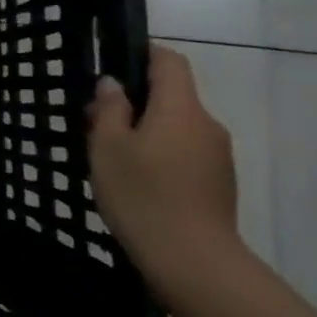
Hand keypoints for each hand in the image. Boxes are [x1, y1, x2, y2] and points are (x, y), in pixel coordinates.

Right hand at [86, 45, 241, 292]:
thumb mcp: (108, 147)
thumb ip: (109, 109)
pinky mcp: (219, 184)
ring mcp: (218, 156)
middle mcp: (206, 124)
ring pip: (178, 127)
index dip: (142, 54)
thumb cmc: (142, 194)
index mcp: (180, 108)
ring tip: (113, 158)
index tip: (113, 67)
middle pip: (173, 96)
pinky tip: (138, 183)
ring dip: (148, 132)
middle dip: (137, 101)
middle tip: (97, 124)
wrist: (193, 261)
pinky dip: (162, 156)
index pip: (169, 61)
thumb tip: (113, 84)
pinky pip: (186, 154)